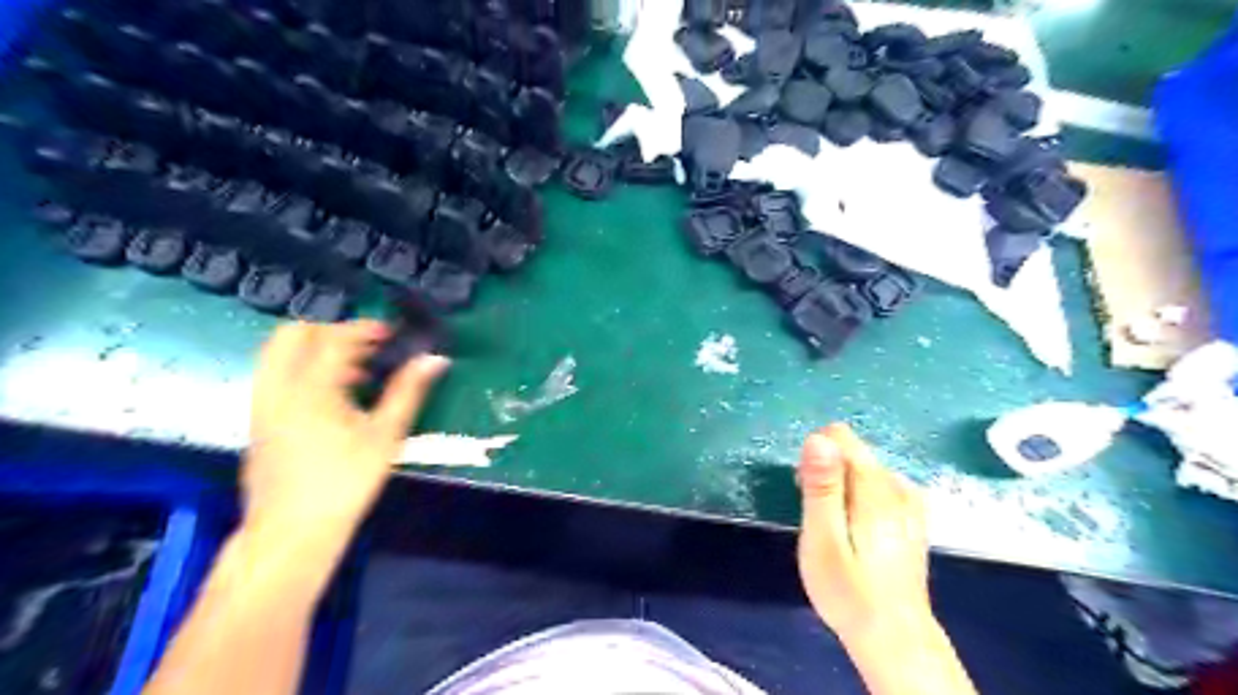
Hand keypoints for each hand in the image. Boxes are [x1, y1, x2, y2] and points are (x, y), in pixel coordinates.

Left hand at [241, 321, 448, 543]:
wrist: (292, 531)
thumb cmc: (345, 481)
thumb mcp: (385, 435)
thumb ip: (408, 391)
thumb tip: (434, 360)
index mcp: (310, 388)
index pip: (333, 338)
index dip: (363, 328)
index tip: (390, 333)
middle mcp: (278, 387)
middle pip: (292, 334)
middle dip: (330, 330)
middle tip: (365, 345)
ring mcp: (262, 404)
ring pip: (278, 354)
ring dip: (315, 349)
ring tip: (354, 370)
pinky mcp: (259, 421)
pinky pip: (276, 376)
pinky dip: (302, 369)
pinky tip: (333, 396)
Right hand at [798, 425, 932, 645]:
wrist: (895, 638)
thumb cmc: (849, 591)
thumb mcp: (823, 539)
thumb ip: (821, 487)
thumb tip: (817, 438)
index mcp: (873, 486)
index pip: (840, 436)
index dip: (814, 456)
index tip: (806, 491)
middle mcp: (896, 485)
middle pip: (852, 451)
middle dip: (826, 472)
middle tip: (818, 518)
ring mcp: (908, 501)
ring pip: (864, 468)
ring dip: (841, 485)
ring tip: (835, 528)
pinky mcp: (912, 517)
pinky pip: (878, 485)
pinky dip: (860, 496)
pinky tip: (857, 529)